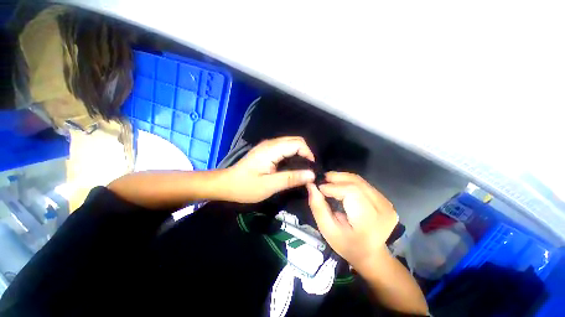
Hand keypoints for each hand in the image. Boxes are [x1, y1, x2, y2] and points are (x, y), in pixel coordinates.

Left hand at [222, 136, 315, 202]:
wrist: (227, 184)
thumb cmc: (246, 186)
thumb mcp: (269, 186)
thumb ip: (291, 179)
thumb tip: (311, 175)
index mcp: (271, 150)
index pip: (297, 143)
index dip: (308, 154)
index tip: (311, 169)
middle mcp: (271, 143)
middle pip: (295, 140)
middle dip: (305, 153)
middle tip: (308, 170)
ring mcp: (268, 146)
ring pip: (290, 143)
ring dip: (300, 154)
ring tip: (302, 169)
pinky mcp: (266, 150)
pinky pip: (284, 148)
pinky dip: (292, 155)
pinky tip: (292, 166)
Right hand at [307, 172, 397, 274]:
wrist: (371, 255)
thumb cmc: (347, 245)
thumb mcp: (327, 230)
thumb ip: (318, 207)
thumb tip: (311, 186)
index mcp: (369, 220)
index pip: (351, 192)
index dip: (333, 187)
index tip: (318, 188)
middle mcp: (382, 208)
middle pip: (356, 183)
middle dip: (336, 178)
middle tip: (321, 180)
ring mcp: (386, 203)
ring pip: (359, 180)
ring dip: (341, 178)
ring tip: (328, 181)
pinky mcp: (385, 200)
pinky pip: (363, 184)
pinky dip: (348, 182)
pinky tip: (339, 186)